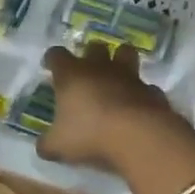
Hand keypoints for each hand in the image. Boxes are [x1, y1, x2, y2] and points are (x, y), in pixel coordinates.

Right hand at [40, 42, 182, 170]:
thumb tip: (42, 147)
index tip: (50, 67)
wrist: (139, 137)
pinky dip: (142, 94)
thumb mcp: (58, 145)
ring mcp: (130, 77)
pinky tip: (138, 106)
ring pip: (127, 54)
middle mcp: (100, 68)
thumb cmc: (89, 134)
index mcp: (71, 75)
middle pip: (95, 46)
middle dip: (90, 54)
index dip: (53, 59)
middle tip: (86, 71)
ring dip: (121, 60)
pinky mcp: (152, 91)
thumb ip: (48, 144)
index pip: (57, 55)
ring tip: (116, 77)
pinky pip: (147, 87)